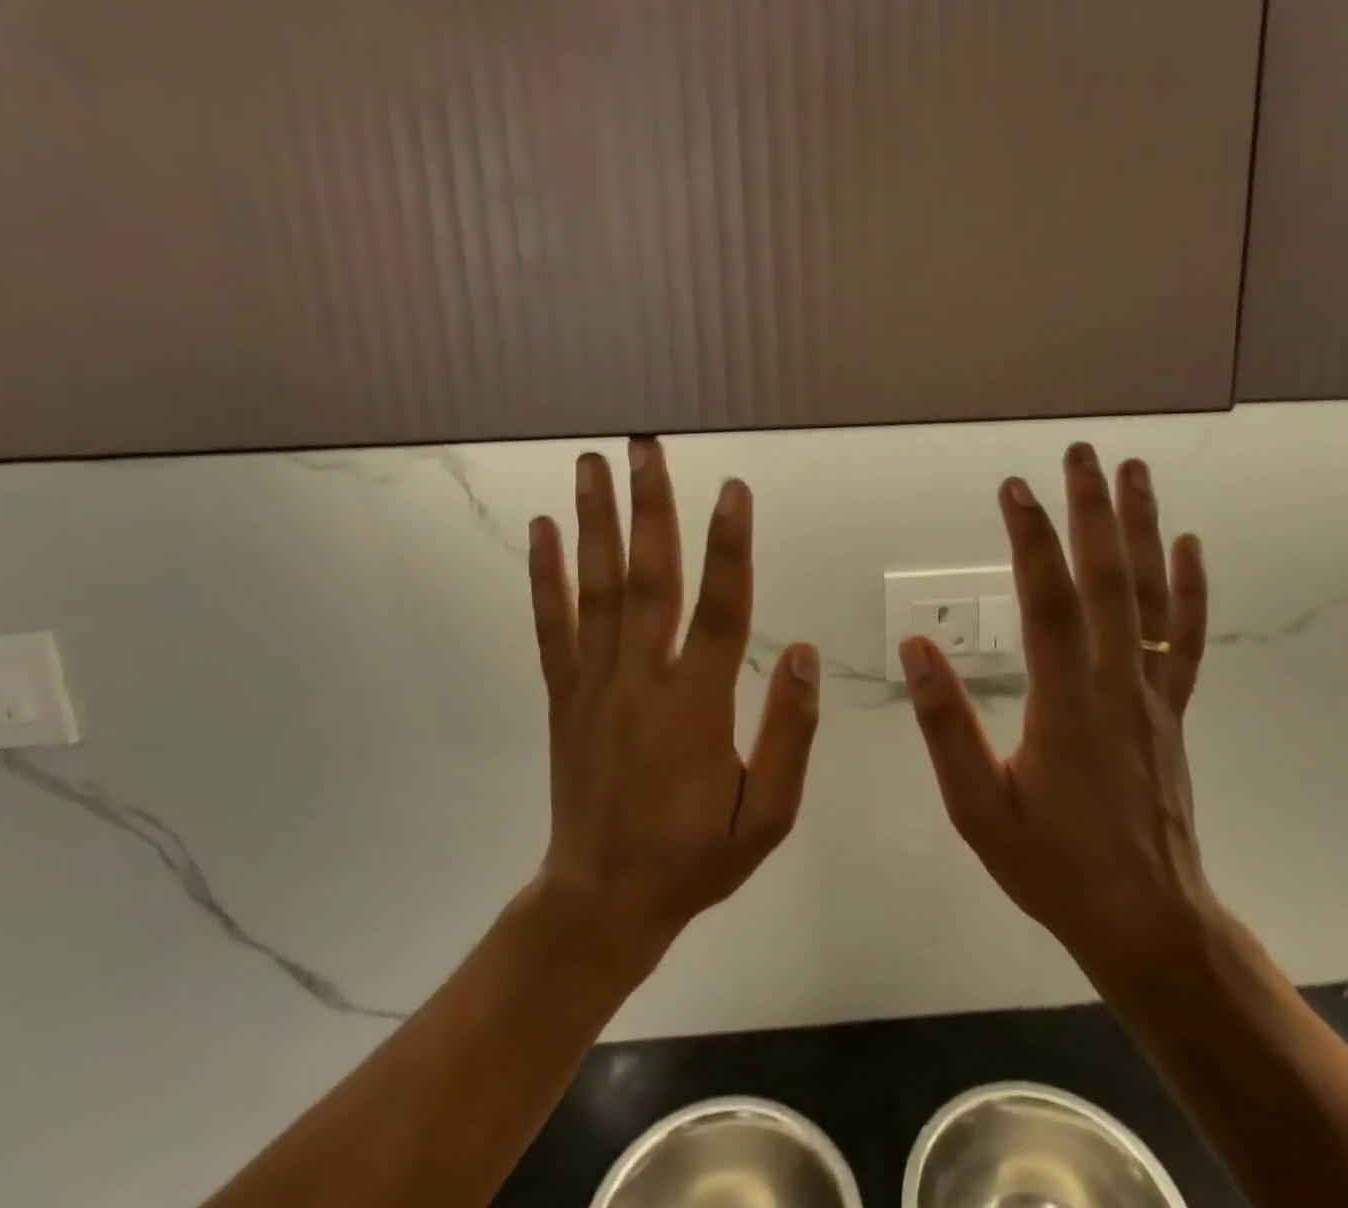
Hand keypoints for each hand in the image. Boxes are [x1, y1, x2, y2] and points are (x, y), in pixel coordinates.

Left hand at [527, 440, 820, 975]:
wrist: (603, 900)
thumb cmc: (696, 856)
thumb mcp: (769, 816)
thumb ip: (790, 734)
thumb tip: (805, 653)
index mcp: (697, 708)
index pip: (721, 611)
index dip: (730, 547)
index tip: (733, 489)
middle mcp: (641, 680)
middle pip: (649, 579)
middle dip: (650, 507)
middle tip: (645, 446)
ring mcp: (594, 683)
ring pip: (597, 589)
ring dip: (594, 521)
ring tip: (591, 463)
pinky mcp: (563, 694)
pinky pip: (551, 625)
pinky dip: (545, 575)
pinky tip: (542, 530)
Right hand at [902, 444, 1220, 1002]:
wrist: (1147, 921)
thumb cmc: (1052, 865)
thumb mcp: (978, 808)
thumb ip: (946, 725)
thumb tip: (916, 646)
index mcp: (1066, 705)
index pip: (1049, 603)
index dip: (1031, 540)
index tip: (1014, 487)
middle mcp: (1117, 684)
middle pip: (1109, 581)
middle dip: (1092, 510)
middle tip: (1081, 452)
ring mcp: (1154, 693)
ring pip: (1153, 597)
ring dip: (1143, 528)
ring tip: (1135, 471)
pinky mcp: (1173, 708)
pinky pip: (1189, 639)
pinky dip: (1192, 588)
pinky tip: (1188, 545)